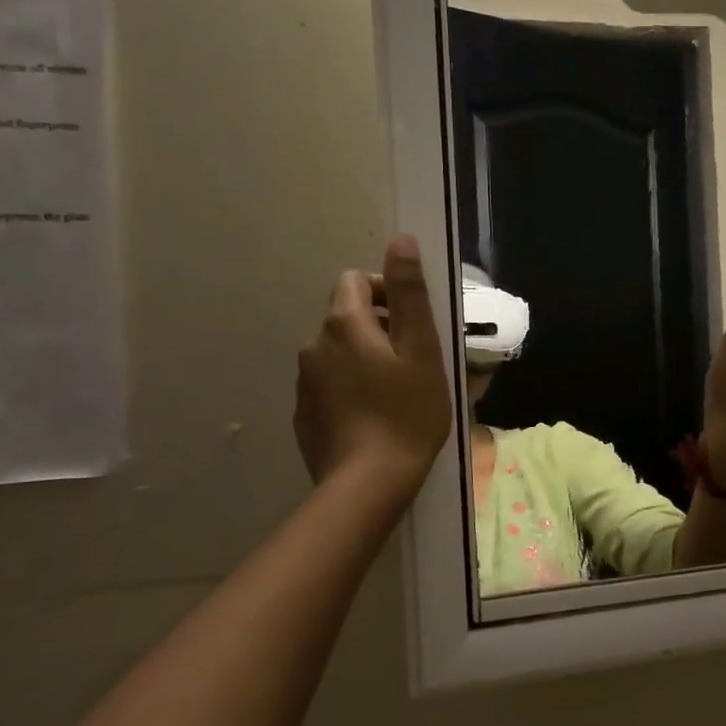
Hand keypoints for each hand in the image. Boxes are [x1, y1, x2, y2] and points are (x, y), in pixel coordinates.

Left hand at [294, 235, 452, 499]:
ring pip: (338, 353)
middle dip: (378, 329)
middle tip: (412, 363)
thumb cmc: (407, 413)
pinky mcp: (303, 414)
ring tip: (395, 394)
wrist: (368, 484)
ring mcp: (304, 383)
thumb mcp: (421, 349)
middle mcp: (314, 345)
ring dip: (364, 360)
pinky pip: (329, 385)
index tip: (412, 324)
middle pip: (346, 317)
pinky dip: (350, 389)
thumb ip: (409, 293)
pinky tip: (374, 418)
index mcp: (344, 324)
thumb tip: (399, 240)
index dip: (385, 292)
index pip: (354, 280)